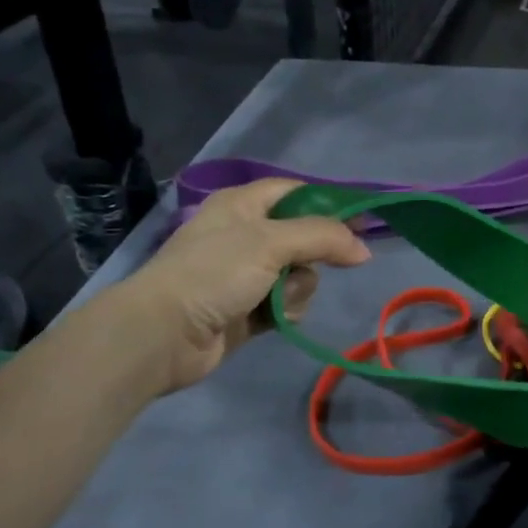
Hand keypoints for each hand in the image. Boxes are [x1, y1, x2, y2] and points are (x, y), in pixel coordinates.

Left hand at [126, 179, 368, 392]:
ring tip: (276, 300)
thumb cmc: (214, 273)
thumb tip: (363, 249)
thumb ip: (322, 237)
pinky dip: (286, 310)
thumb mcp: (270, 242)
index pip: (296, 192)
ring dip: (298, 289)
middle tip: (308, 268)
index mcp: (242, 205)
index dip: (329, 205)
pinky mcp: (248, 309)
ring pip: (299, 274)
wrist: (164, 334)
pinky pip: (286, 303)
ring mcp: (245, 274)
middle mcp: (245, 234)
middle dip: (312, 257)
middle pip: (304, 238)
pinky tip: (272, 319)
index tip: (361, 223)